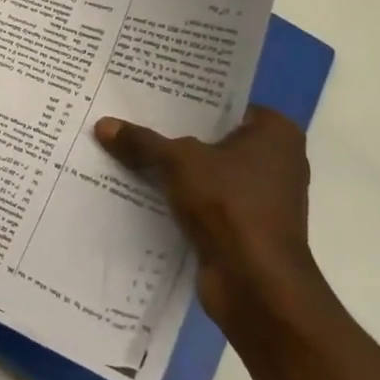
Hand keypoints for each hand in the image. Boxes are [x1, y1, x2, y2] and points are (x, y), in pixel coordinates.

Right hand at [94, 107, 326, 337]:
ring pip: (206, 172)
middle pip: (212, 138)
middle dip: (173, 135)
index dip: (186, 101)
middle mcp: (276, 161)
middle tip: (128, 119)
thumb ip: (141, 142)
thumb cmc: (229, 205)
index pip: (225, 104)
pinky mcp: (245, 228)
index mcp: (275, 133)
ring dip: (173, 170)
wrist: (255, 284)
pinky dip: (179, 198)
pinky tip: (140, 190)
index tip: (149, 95)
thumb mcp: (177, 162)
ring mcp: (262, 198)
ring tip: (126, 151)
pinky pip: (204, 201)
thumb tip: (102, 124)